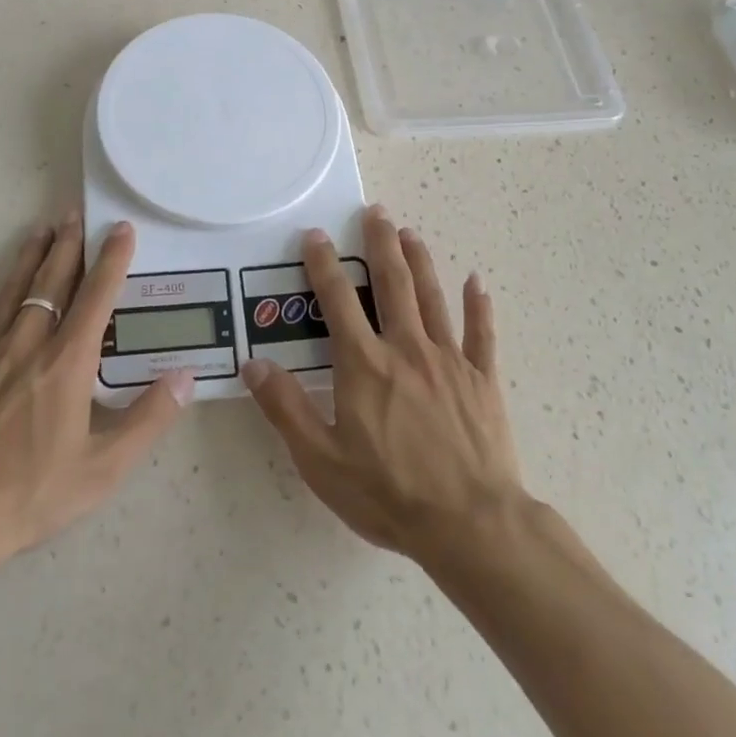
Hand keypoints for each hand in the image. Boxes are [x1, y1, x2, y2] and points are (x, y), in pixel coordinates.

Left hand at [0, 210, 193, 568]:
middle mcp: (28, 345)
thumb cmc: (31, 496)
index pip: (96, 298)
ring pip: (11, 291)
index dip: (112, 260)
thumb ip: (148, 419)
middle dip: (68, 246)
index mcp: (67, 364)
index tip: (121, 230)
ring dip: (28, 257)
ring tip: (41, 228)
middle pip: (52, 283)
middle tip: (76, 214)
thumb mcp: (103, 469)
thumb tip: (186, 376)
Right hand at [242, 204, 520, 560]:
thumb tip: (254, 364)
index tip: (315, 235)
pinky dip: (478, 305)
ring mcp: (449, 360)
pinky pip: (481, 333)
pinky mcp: (482, 379)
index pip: (337, 299)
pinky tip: (476, 282)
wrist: (470, 524)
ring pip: (432, 297)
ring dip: (420, 261)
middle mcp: (406, 348)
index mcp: (364, 363)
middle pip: (392, 283)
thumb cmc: (388, 492)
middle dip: (380, 243)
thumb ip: (286, 408)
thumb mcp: (320, 458)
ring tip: (410, 233)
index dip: (323, 264)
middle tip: (376, 212)